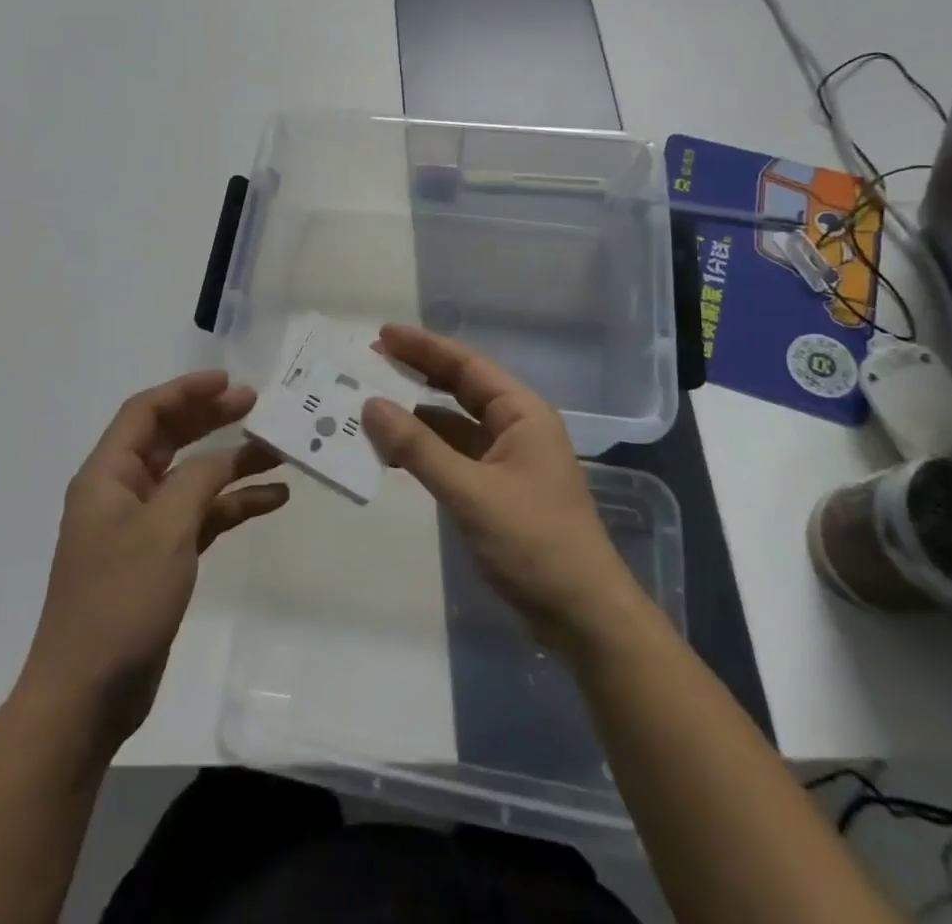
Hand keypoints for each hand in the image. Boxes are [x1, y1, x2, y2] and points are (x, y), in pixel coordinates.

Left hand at [26, 371, 287, 748]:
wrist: (88, 695)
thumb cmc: (120, 600)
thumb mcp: (165, 529)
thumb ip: (199, 480)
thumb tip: (226, 455)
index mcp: (108, 475)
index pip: (146, 412)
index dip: (186, 390)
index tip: (230, 382)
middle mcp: (122, 492)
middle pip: (171, 439)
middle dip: (212, 419)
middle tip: (257, 406)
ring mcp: (142, 527)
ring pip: (191, 478)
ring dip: (230, 463)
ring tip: (277, 450)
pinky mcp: (160, 558)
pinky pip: (201, 516)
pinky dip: (233, 505)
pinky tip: (272, 499)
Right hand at [361, 325, 648, 653]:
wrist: (583, 617)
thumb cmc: (534, 543)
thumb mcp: (471, 492)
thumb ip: (418, 448)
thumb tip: (370, 405)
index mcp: (521, 413)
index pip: (466, 365)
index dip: (423, 347)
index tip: (381, 335)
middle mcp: (515, 427)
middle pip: (459, 389)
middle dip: (415, 375)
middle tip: (368, 364)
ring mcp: (506, 460)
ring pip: (452, 425)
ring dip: (414, 417)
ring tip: (368, 407)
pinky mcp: (496, 491)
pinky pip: (452, 456)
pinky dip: (423, 451)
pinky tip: (391, 453)